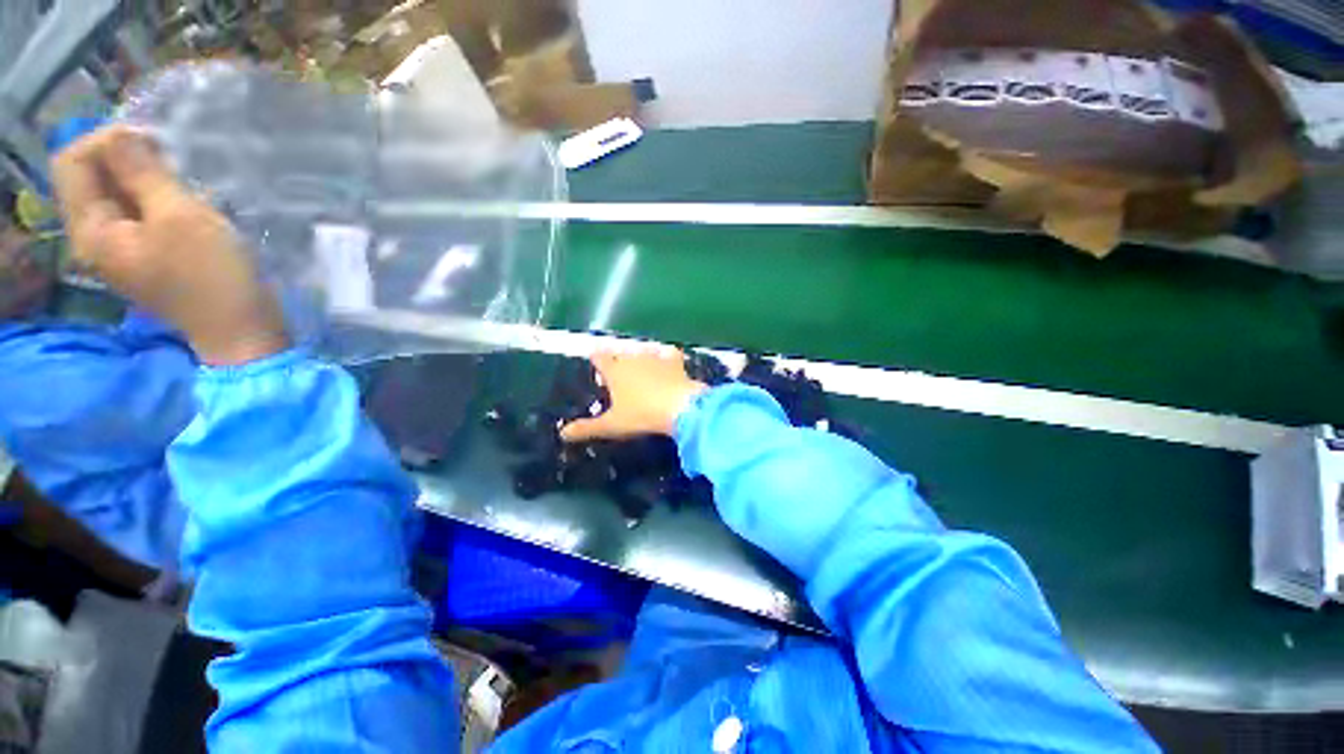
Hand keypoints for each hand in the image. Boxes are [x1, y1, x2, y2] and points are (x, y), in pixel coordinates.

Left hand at [51, 126, 288, 365]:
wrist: (241, 328)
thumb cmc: (210, 275)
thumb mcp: (178, 216)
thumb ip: (142, 171)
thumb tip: (121, 133)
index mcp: (91, 229)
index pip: (72, 161)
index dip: (107, 140)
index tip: (154, 141)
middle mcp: (95, 236)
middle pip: (92, 176)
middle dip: (127, 157)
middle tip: (173, 157)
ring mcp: (121, 249)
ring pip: (117, 194)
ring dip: (146, 177)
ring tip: (185, 179)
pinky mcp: (147, 255)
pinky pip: (139, 212)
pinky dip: (158, 197)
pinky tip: (188, 202)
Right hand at [560, 347, 708, 441]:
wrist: (679, 408)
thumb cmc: (641, 415)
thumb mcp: (611, 425)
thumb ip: (586, 428)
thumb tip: (562, 433)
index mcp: (614, 370)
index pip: (599, 356)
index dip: (596, 360)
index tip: (597, 367)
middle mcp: (632, 358)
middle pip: (620, 354)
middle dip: (617, 363)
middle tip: (618, 379)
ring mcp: (654, 357)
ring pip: (642, 352)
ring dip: (639, 359)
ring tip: (640, 373)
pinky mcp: (674, 361)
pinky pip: (667, 353)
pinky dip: (666, 356)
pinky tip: (667, 361)